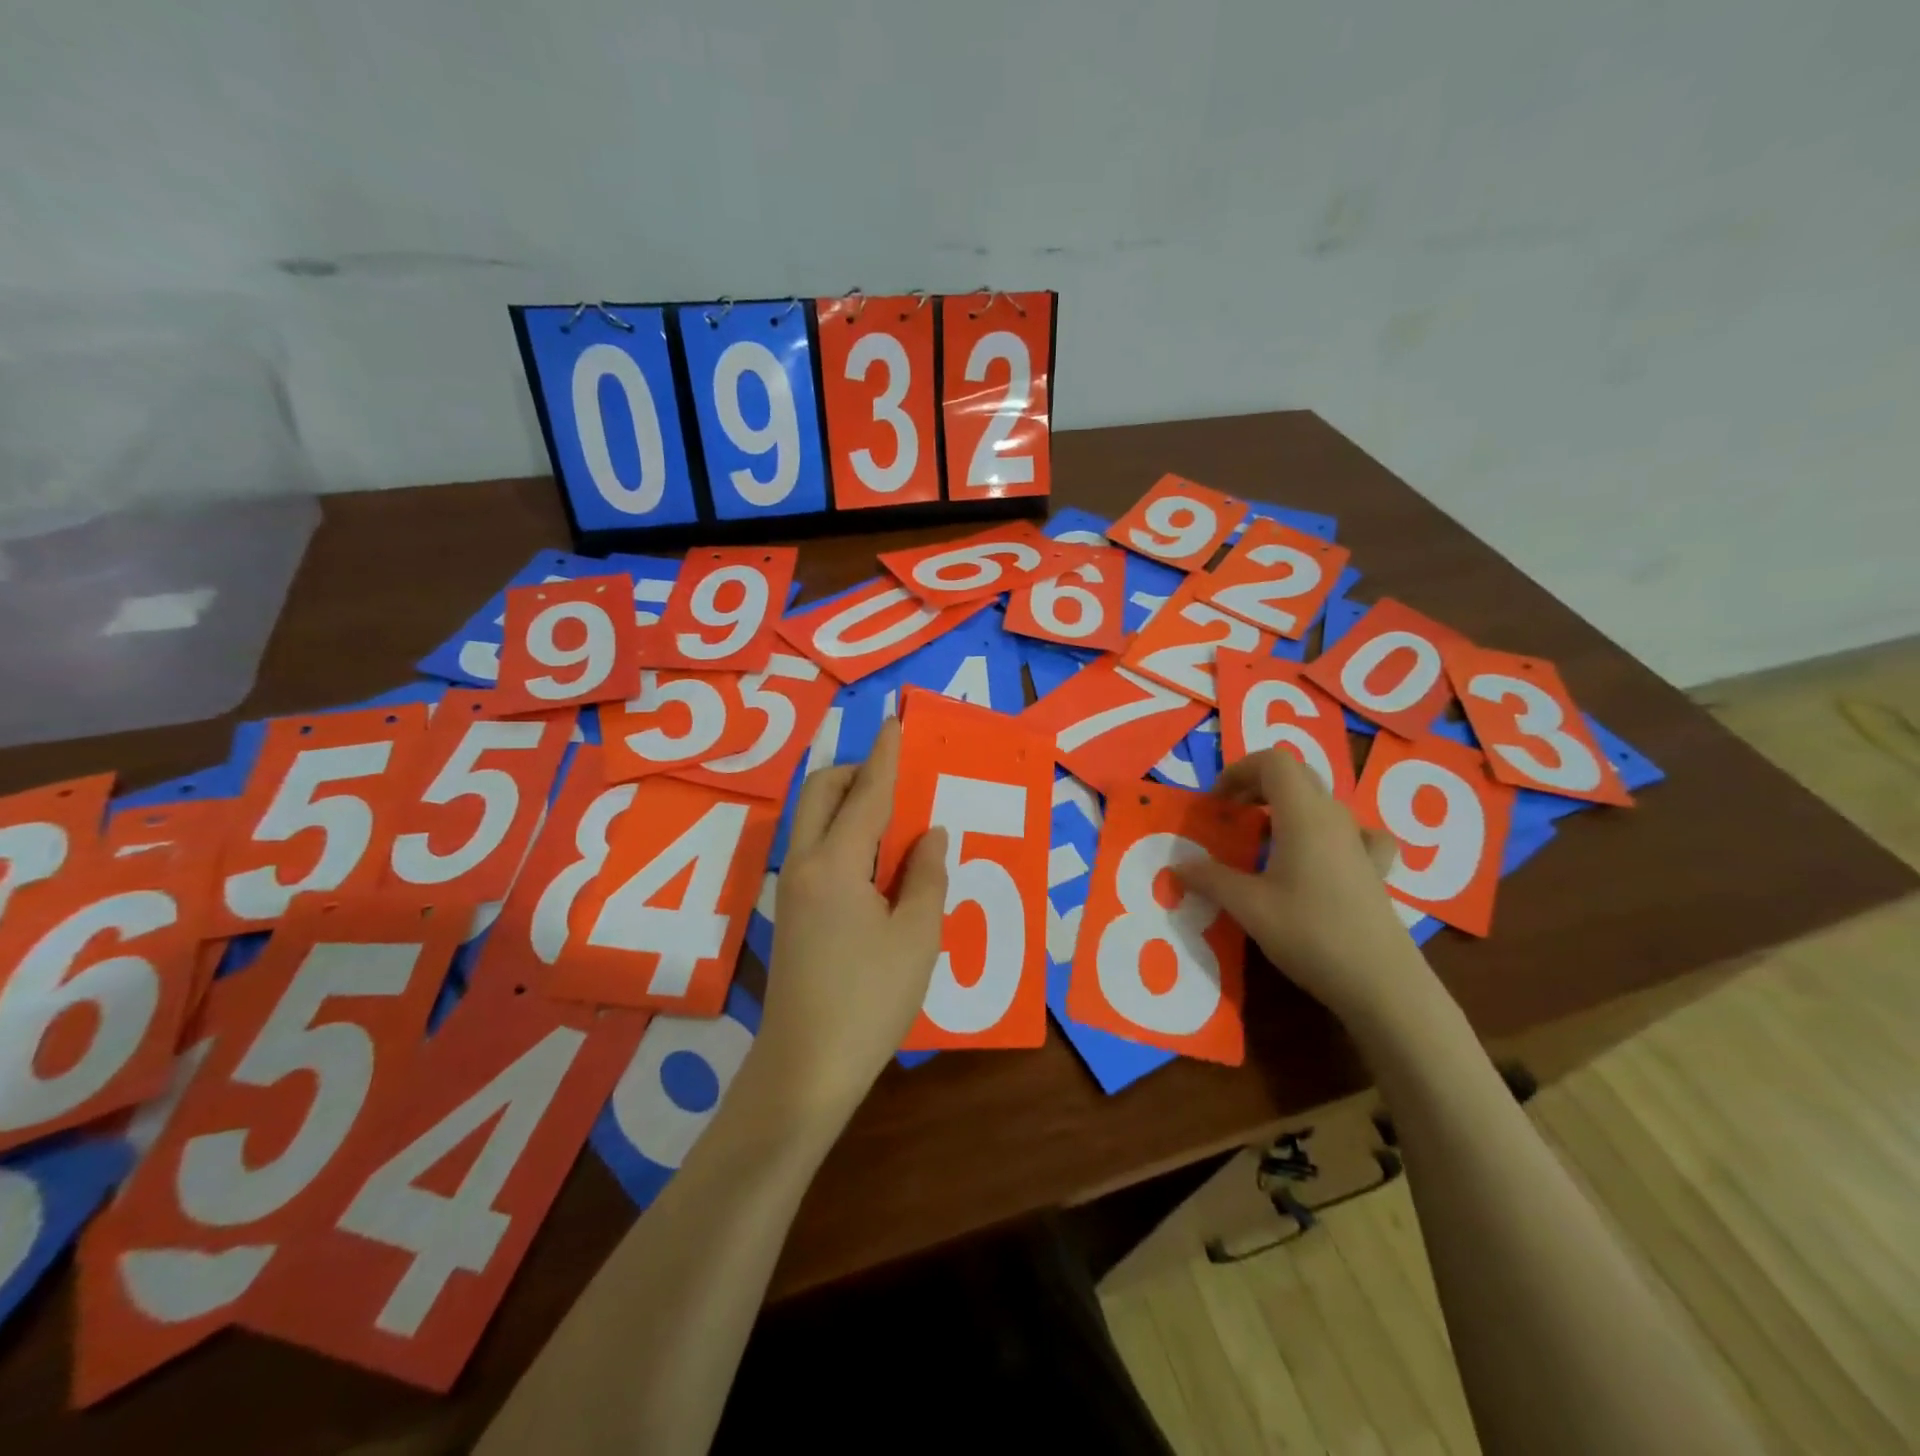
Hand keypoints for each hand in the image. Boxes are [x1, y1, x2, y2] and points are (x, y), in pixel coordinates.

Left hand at [755, 719, 947, 1127]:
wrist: (806, 1068)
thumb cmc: (870, 1000)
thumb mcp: (917, 936)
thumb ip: (926, 875)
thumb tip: (930, 835)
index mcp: (835, 864)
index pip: (866, 793)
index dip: (886, 756)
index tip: (897, 723)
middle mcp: (804, 865)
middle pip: (823, 794)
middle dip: (858, 773)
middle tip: (901, 783)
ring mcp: (792, 889)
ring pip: (816, 821)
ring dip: (851, 805)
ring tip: (898, 821)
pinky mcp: (792, 912)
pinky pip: (818, 850)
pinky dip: (846, 837)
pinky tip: (880, 865)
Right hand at [1175, 748, 1437, 1032]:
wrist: (1381, 982)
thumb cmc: (1309, 933)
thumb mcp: (1248, 906)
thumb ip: (1210, 879)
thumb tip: (1178, 866)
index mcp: (1303, 814)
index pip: (1273, 762)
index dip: (1238, 771)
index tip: (1216, 803)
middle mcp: (1334, 818)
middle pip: (1296, 775)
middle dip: (1257, 785)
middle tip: (1231, 815)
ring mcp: (1359, 843)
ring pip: (1320, 802)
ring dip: (1286, 808)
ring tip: (1263, 841)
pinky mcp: (1374, 870)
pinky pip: (1353, 833)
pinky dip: (1330, 833)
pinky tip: (1324, 856)